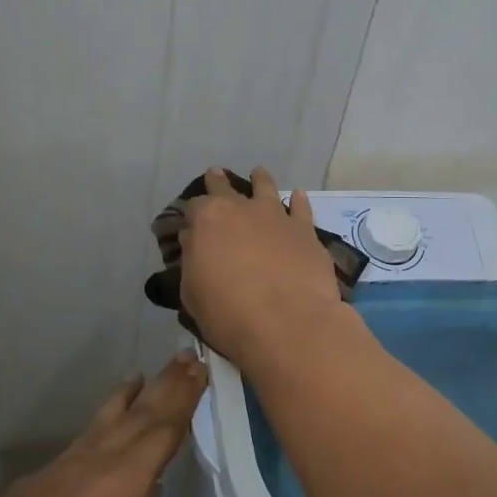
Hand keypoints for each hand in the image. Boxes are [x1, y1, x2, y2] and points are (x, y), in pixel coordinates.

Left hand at [0, 353, 278, 496]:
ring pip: (99, 422)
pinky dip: (94, 429)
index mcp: (122, 480)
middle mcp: (90, 462)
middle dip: (164, 384)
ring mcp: (55, 470)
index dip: (186, 394)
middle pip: (136, 413)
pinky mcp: (30, 487)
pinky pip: (73, 446)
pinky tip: (93, 440)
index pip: (163, 425)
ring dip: (125, 398)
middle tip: (185, 355)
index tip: (203, 363)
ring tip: (139, 376)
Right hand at [180, 166, 347, 368]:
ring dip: (260, 180)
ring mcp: (277, 216)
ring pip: (266, 188)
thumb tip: (195, 241)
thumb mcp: (192, 293)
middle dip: (219, 183)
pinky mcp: (305, 230)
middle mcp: (242, 209)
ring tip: (259, 174)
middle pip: (227, 188)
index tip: (191, 222)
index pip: (194, 207)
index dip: (192, 214)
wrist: (287, 322)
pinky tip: (298, 196)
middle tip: (216, 175)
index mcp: (208, 220)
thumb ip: (193, 261)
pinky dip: (298, 201)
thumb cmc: (228, 313)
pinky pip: (301, 207)